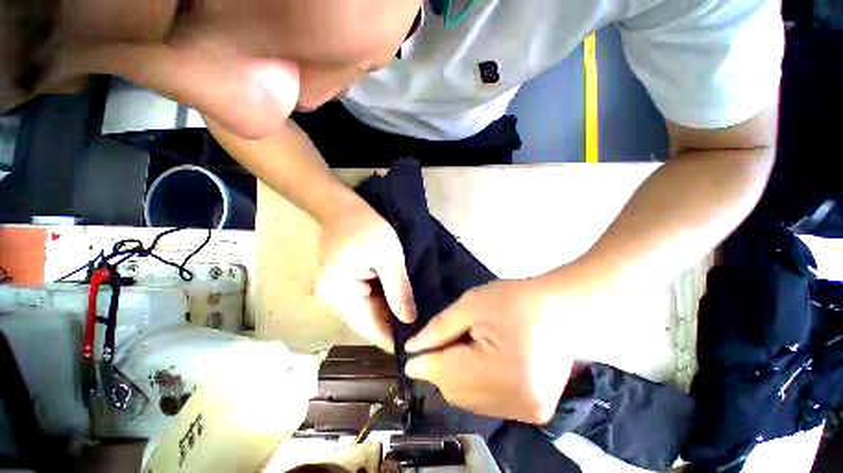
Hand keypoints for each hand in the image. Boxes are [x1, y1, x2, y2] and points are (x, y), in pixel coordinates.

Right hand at [316, 199, 416, 350]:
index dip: (392, 338)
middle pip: (369, 321)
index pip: (369, 328)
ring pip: (371, 311)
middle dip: (395, 325)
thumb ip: (399, 290)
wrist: (344, 208)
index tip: (416, 346)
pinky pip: (368, 299)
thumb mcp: (388, 258)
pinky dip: (386, 301)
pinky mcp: (347, 283)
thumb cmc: (366, 228)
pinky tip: (403, 302)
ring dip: (392, 313)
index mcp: (340, 296)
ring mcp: (340, 293)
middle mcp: (336, 301)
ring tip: (418, 319)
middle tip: (424, 331)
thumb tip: (410, 321)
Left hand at [404, 277, 573, 423]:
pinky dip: (474, 385)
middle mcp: (515, 401)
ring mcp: (527, 411)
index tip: (409, 356)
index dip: (423, 364)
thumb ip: (440, 328)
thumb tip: (413, 350)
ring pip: (468, 401)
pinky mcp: (534, 412)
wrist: (561, 309)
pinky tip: (480, 363)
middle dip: (440, 369)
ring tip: (465, 349)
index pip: (445, 373)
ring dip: (456, 378)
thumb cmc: (515, 299)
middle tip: (441, 344)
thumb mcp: (472, 304)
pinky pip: (486, 404)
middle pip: (454, 391)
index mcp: (501, 370)